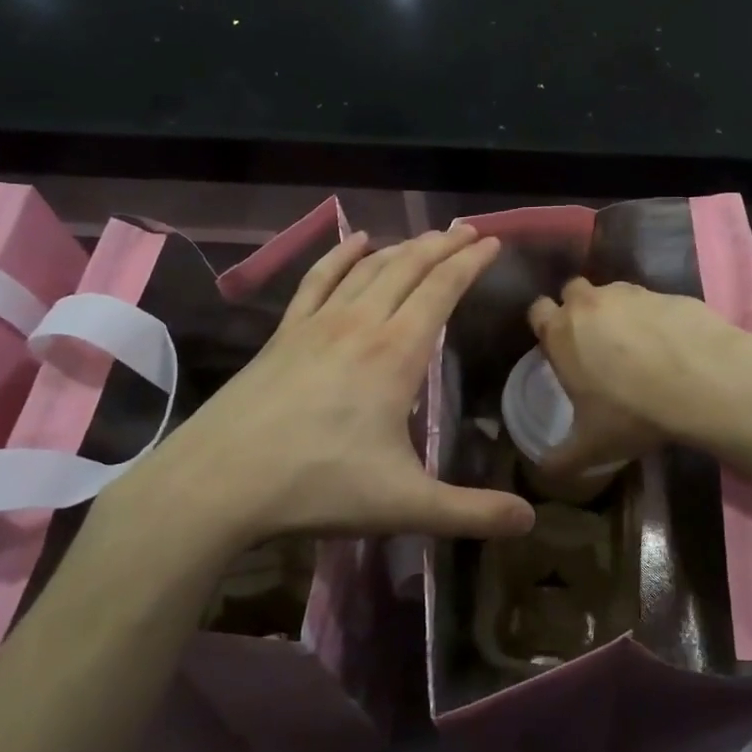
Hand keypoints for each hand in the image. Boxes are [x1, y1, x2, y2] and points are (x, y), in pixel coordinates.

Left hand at [92, 225, 533, 579]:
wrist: (219, 482)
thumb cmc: (318, 486)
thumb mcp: (406, 506)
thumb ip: (471, 512)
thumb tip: (532, 521)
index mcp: (396, 354)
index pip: (442, 291)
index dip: (470, 263)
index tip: (493, 242)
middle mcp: (360, 324)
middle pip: (408, 268)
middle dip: (443, 245)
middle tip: (469, 230)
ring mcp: (317, 324)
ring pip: (368, 268)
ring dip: (402, 247)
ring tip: (426, 237)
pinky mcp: (284, 333)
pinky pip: (318, 280)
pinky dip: (341, 255)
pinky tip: (355, 241)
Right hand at [525, 277, 750, 477]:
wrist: (702, 381)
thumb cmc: (632, 412)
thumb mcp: (591, 447)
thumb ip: (561, 459)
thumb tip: (544, 471)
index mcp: (561, 333)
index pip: (538, 310)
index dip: (546, 325)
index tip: (557, 345)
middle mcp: (590, 303)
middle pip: (573, 292)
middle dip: (579, 310)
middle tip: (594, 342)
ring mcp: (631, 294)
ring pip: (613, 293)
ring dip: (618, 312)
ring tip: (637, 346)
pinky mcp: (668, 293)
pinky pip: (653, 301)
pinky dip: (655, 318)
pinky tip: (671, 346)